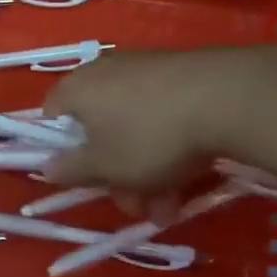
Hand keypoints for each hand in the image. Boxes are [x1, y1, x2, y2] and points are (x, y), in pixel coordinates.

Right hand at [43, 48, 256, 190]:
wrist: (230, 97)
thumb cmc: (150, 136)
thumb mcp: (105, 167)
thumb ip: (71, 170)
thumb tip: (46, 167)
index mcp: (75, 89)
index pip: (52, 118)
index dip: (64, 152)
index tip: (87, 179)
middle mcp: (104, 72)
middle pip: (98, 130)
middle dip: (117, 176)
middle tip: (138, 207)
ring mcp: (145, 69)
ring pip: (134, 129)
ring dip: (146, 171)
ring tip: (172, 206)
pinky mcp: (181, 73)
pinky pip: (162, 114)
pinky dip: (169, 146)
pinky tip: (192, 176)